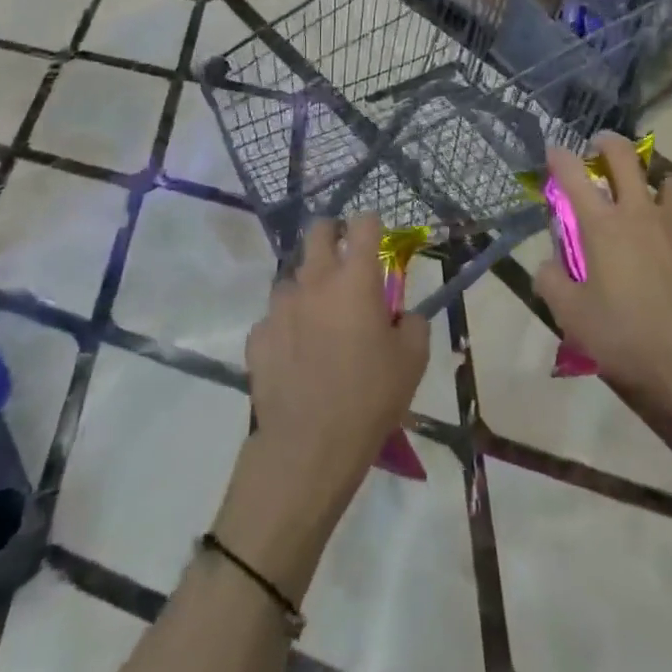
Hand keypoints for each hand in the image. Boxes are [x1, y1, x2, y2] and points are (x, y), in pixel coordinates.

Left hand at [243, 215, 429, 506]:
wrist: (308, 447)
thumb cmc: (369, 398)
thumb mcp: (412, 361)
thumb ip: (412, 324)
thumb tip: (400, 316)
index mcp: (356, 279)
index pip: (364, 224)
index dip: (371, 223)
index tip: (376, 235)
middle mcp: (315, 280)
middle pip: (318, 231)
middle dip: (332, 232)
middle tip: (343, 255)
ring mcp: (281, 306)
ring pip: (292, 276)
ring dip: (307, 286)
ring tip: (318, 317)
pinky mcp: (258, 335)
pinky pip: (274, 318)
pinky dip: (286, 326)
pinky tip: (295, 352)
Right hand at [535, 133, 671, 430]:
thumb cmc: (630, 337)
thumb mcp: (574, 319)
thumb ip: (552, 285)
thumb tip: (546, 266)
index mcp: (603, 225)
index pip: (573, 175)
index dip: (559, 157)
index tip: (553, 150)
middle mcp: (639, 212)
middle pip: (624, 157)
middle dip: (608, 143)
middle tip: (600, 147)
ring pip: (669, 179)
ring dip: (654, 181)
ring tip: (648, 199)